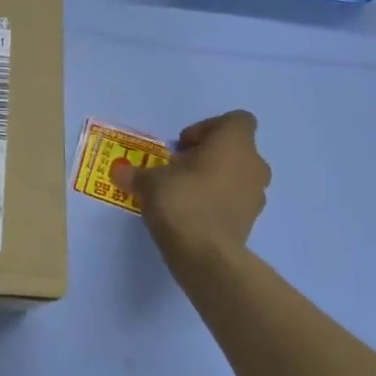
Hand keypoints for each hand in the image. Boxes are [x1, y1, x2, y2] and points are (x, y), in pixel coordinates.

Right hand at [112, 111, 270, 271]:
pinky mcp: (250, 221)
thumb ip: (135, 173)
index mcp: (234, 144)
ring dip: (213, 179)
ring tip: (183, 193)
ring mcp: (256, 195)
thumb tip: (119, 171)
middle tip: (178, 169)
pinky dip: (217, 202)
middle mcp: (253, 164)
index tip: (183, 145)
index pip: (236, 120)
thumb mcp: (149, 181)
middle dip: (207, 156)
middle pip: (235, 149)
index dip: (208, 128)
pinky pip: (234, 200)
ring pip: (236, 175)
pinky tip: (190, 214)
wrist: (206, 254)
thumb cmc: (181, 201)